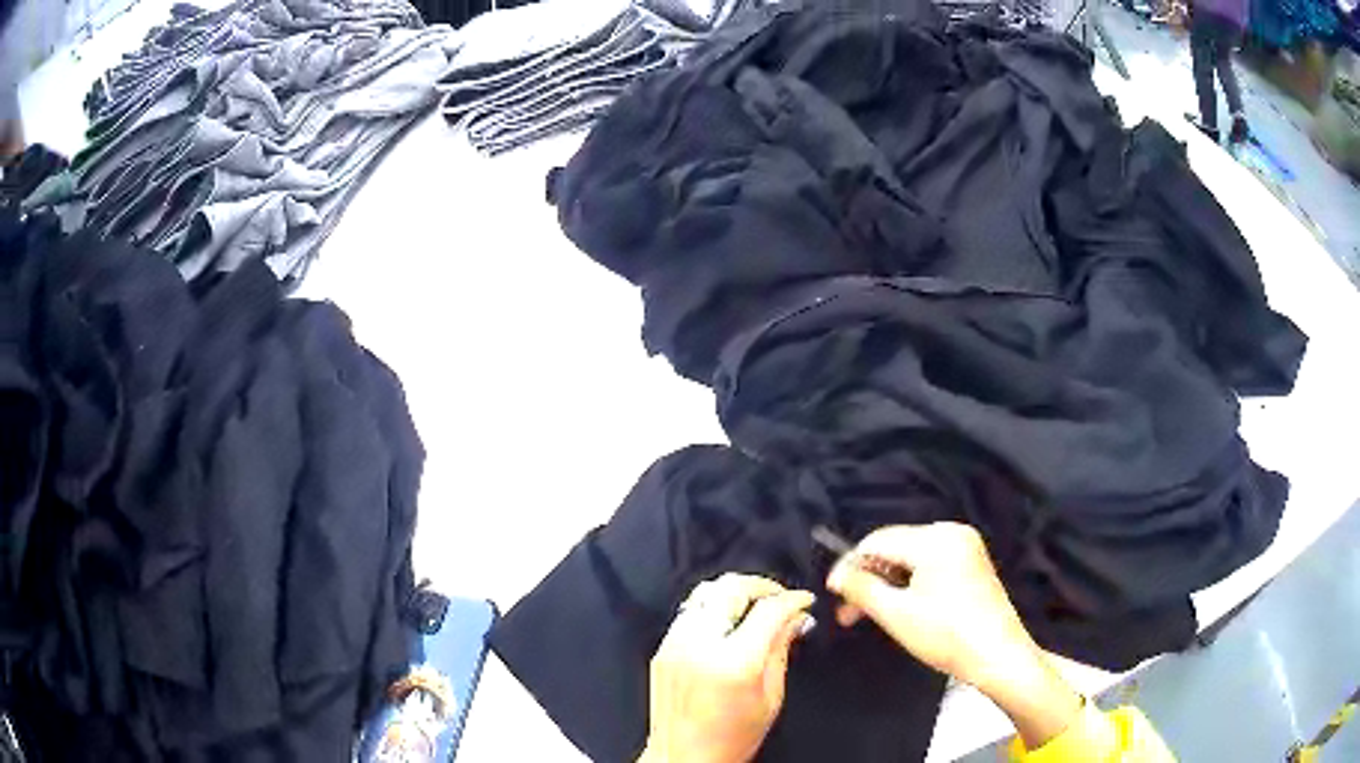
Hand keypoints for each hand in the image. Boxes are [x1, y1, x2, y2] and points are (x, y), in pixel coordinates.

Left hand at [639, 573, 815, 762]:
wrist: (682, 757)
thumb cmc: (732, 738)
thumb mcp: (771, 698)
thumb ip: (781, 651)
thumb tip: (796, 618)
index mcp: (733, 663)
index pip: (768, 610)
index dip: (792, 599)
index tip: (804, 601)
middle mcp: (699, 646)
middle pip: (731, 588)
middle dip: (763, 585)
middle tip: (781, 597)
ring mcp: (675, 645)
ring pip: (706, 593)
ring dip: (735, 592)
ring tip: (756, 605)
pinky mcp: (662, 649)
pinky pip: (689, 612)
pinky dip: (712, 608)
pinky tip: (728, 622)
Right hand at [826, 523, 1081, 747]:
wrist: (998, 656)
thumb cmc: (946, 635)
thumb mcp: (896, 614)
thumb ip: (861, 588)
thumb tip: (836, 575)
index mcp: (935, 538)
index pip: (878, 541)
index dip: (850, 565)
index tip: (832, 594)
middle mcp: (951, 532)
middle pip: (894, 548)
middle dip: (869, 578)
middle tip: (848, 612)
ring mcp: (965, 547)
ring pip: (910, 558)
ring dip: (887, 584)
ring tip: (869, 615)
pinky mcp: (972, 563)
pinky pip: (929, 564)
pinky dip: (909, 584)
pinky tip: (899, 607)